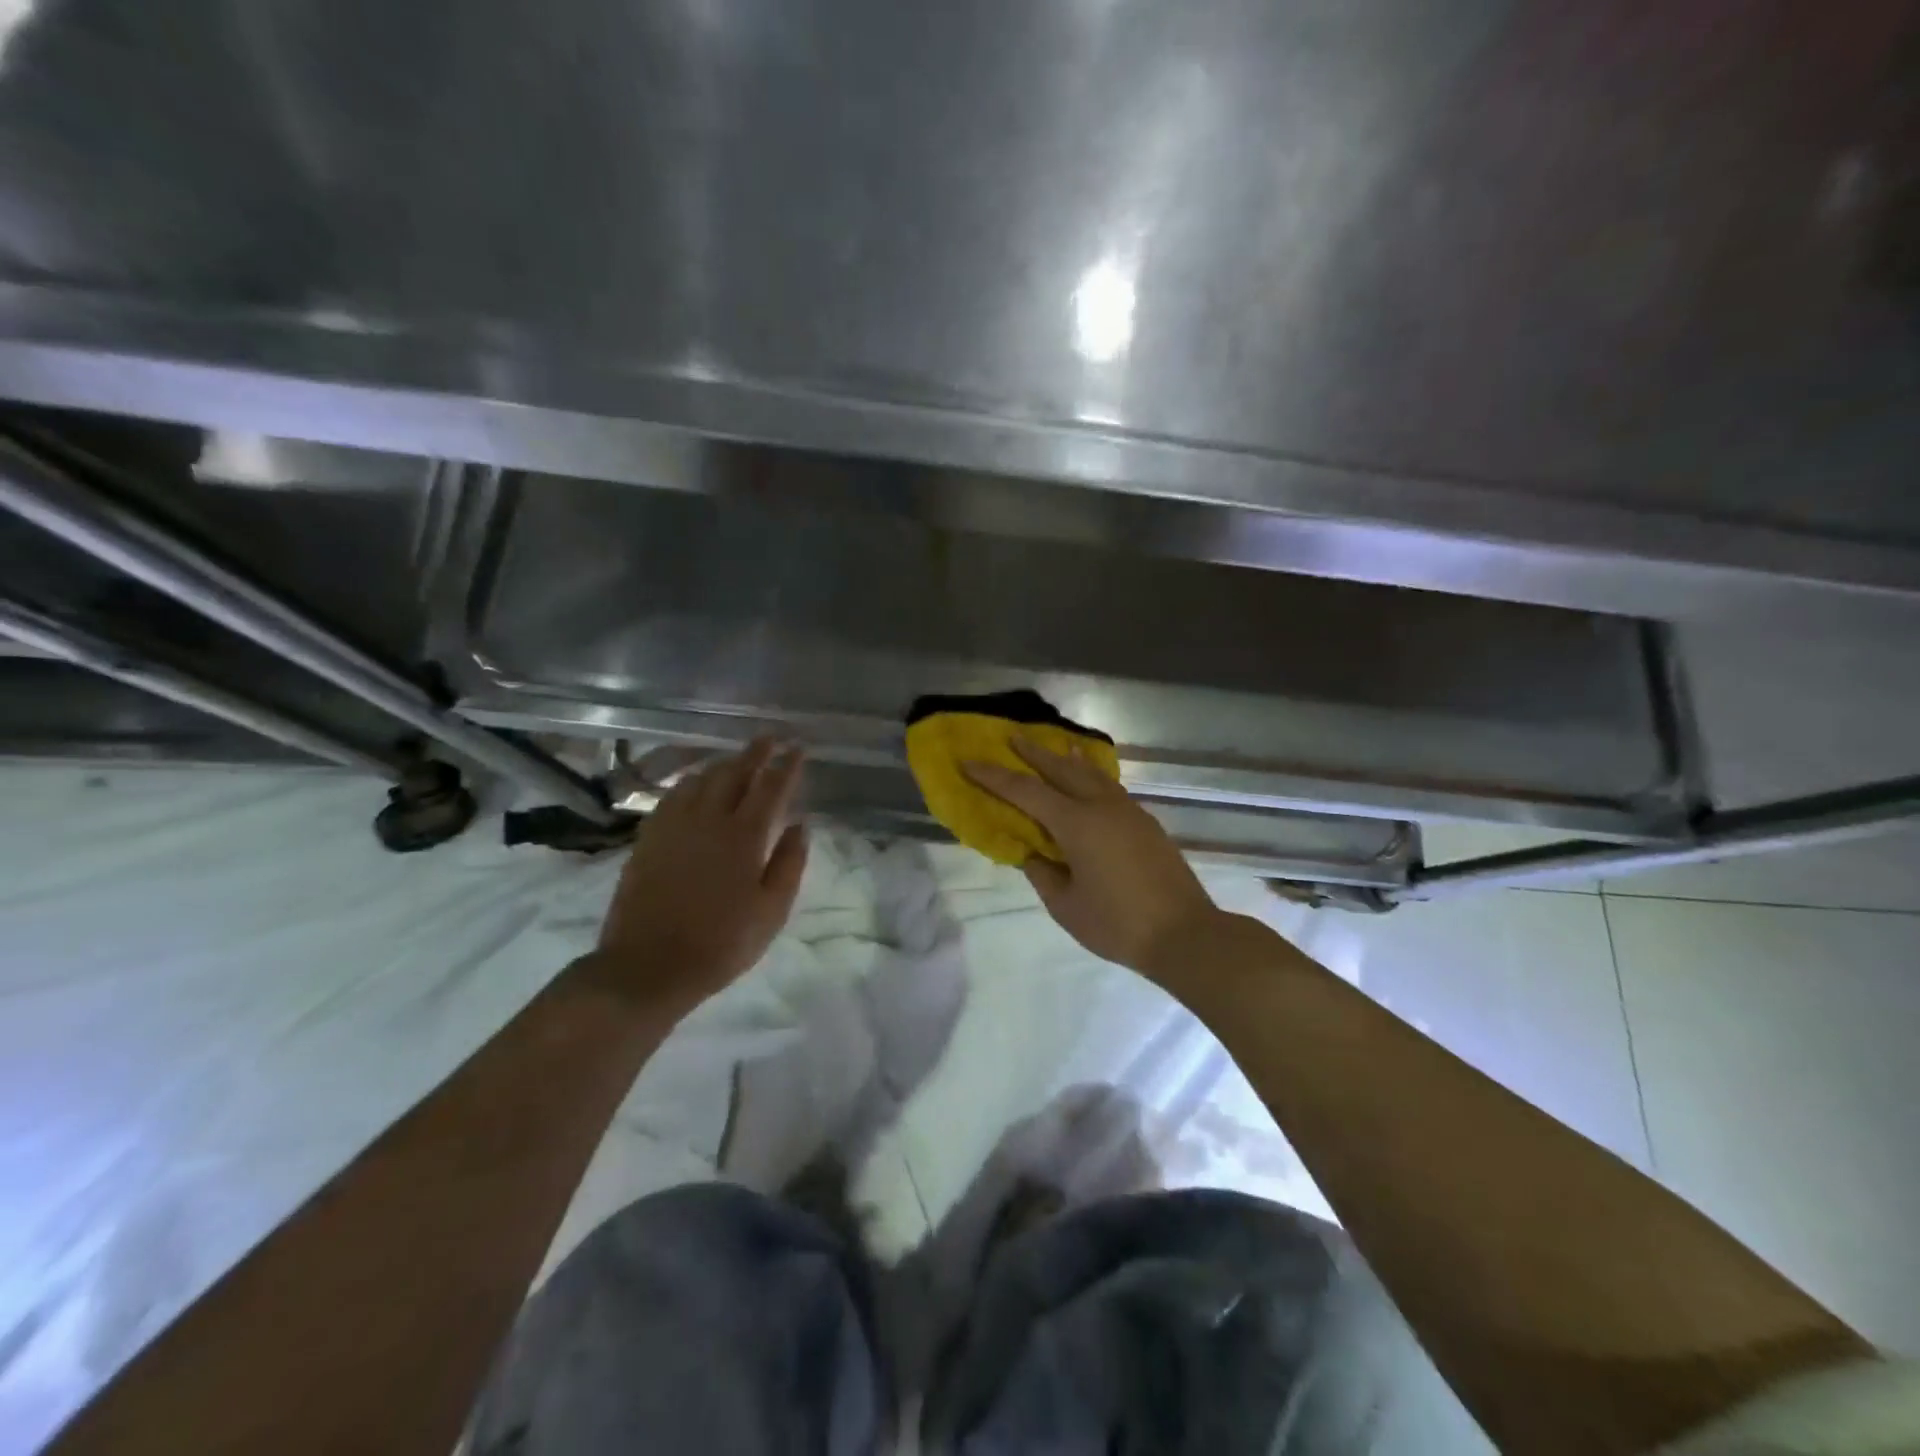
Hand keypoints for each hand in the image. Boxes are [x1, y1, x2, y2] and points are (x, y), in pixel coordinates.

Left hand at [594, 738, 809, 1015]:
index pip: (771, 787)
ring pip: (701, 779)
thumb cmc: (721, 944)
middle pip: (734, 773)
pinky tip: (694, 787)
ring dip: (722, 764)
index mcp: (745, 837)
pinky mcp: (648, 838)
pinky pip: (672, 796)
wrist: (648, 966)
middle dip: (755, 753)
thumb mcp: (771, 912)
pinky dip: (690, 783)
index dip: (787, 765)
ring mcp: (674, 826)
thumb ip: (790, 864)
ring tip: (735, 761)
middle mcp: (709, 820)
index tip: (798, 748)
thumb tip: (801, 824)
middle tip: (768, 739)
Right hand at [963, 739, 1219, 977]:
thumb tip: (1032, 852)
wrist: (1185, 934)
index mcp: (1077, 823)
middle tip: (1013, 737)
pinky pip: (1110, 788)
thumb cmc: (1117, 924)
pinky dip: (1092, 777)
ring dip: (1068, 760)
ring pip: (1091, 774)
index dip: (994, 777)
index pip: (1025, 792)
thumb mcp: (1065, 906)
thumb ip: (1043, 873)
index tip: (969, 761)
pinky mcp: (1145, 823)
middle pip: (1061, 769)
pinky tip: (1090, 782)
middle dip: (1034, 753)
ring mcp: (1128, 811)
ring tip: (1056, 748)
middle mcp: (1102, 806)